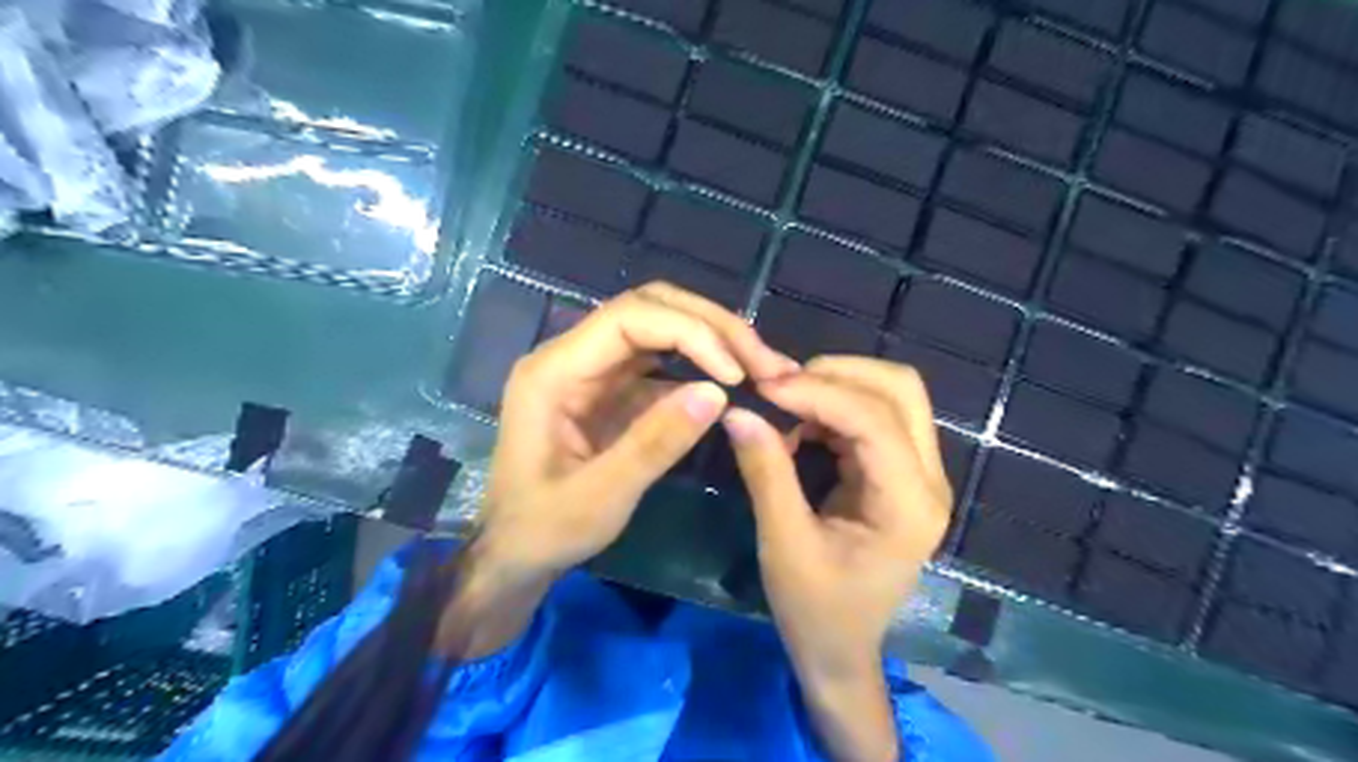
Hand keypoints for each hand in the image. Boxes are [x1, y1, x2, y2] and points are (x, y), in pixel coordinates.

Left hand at [477, 281, 798, 578]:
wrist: (516, 551)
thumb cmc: (545, 530)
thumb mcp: (601, 497)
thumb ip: (655, 443)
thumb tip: (719, 393)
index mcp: (553, 372)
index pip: (628, 318)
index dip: (689, 332)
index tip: (736, 372)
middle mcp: (572, 356)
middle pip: (648, 308)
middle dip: (711, 326)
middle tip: (765, 360)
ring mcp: (593, 370)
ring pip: (660, 326)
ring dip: (713, 340)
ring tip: (762, 367)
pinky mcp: (611, 389)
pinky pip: (662, 362)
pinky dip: (701, 367)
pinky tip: (734, 384)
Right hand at [727, 357, 946, 761]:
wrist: (841, 651)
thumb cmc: (816, 610)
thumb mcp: (784, 544)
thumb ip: (766, 472)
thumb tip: (738, 411)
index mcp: (908, 504)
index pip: (875, 420)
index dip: (818, 392)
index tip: (764, 386)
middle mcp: (927, 480)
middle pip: (900, 389)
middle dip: (836, 374)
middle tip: (778, 387)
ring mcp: (918, 473)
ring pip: (890, 394)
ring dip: (835, 386)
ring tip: (783, 402)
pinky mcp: (899, 472)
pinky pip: (873, 415)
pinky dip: (833, 406)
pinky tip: (798, 422)